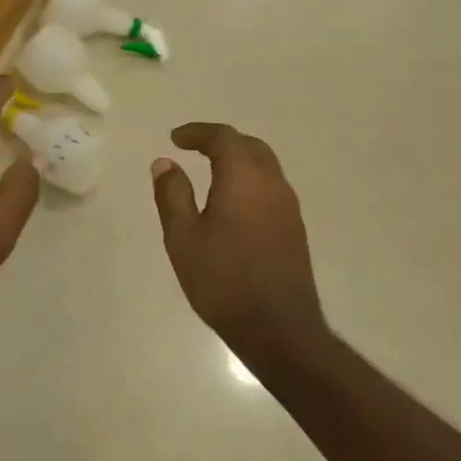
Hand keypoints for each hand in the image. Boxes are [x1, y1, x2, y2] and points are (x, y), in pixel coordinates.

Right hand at [151, 123, 323, 346]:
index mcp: (244, 178)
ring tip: (211, 171)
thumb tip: (165, 163)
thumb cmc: (222, 279)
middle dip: (221, 141)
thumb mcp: (182, 237)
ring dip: (238, 160)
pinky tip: (232, 202)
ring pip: (264, 166)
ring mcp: (288, 207)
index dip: (198, 133)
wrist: (277, 328)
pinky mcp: (295, 228)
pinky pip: (271, 188)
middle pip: (249, 146)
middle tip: (193, 148)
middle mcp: (272, 184)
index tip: (175, 139)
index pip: (223, 138)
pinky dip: (249, 180)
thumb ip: (172, 194)